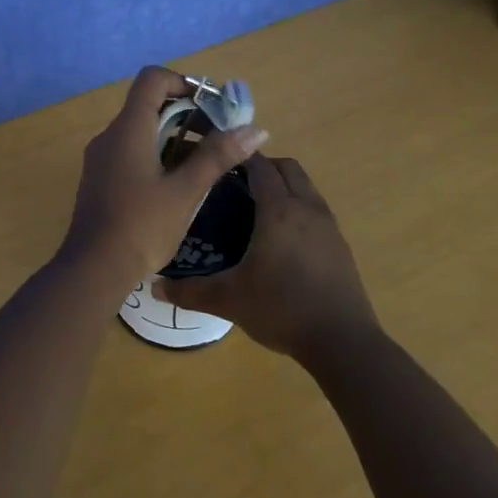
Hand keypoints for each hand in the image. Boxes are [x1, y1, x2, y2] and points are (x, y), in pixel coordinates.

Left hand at [62, 66, 268, 280]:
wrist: (93, 269)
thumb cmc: (141, 226)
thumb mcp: (185, 192)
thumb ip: (218, 157)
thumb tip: (255, 129)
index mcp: (128, 129)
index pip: (153, 79)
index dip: (184, 82)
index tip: (212, 106)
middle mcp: (110, 136)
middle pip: (149, 106)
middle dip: (188, 116)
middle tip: (220, 139)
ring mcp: (102, 159)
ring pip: (142, 132)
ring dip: (175, 139)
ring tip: (207, 164)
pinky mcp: (101, 180)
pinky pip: (132, 153)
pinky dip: (158, 157)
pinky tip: (180, 185)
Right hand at [156, 153, 379, 358]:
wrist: (342, 341)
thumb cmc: (282, 309)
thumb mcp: (228, 300)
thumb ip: (189, 291)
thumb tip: (154, 287)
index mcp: (278, 210)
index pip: (259, 165)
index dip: (238, 157)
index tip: (215, 162)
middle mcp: (306, 207)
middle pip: (287, 168)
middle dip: (262, 166)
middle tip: (233, 184)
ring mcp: (328, 225)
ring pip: (305, 187)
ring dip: (283, 185)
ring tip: (255, 208)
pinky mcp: (340, 245)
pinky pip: (316, 209)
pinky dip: (297, 207)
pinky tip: (281, 238)